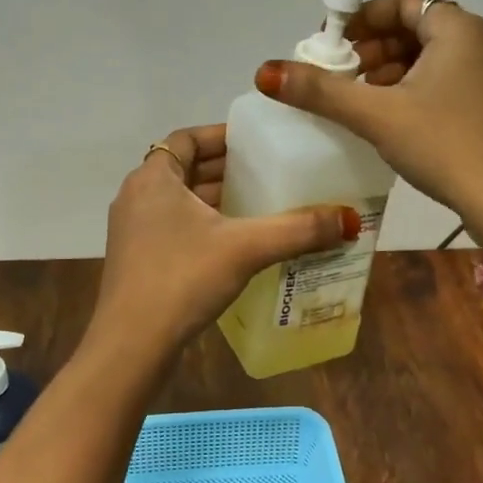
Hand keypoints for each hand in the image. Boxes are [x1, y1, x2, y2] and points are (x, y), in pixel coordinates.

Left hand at [89, 124, 360, 365]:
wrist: (131, 346)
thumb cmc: (182, 279)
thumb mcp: (245, 248)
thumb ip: (297, 230)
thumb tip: (350, 219)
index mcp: (153, 178)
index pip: (187, 138)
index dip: (221, 136)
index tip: (257, 142)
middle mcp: (137, 196)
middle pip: (185, 168)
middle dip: (226, 169)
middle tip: (270, 171)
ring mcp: (134, 230)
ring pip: (180, 201)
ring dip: (216, 199)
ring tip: (261, 204)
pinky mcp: (138, 260)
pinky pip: (175, 227)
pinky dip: (204, 225)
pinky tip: (236, 243)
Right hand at [255, 0, 482, 248]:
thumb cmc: (446, 146)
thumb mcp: (377, 115)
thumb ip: (321, 91)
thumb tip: (266, 71)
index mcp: (458, 29)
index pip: (403, 3)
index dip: (363, 19)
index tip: (333, 45)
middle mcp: (482, 42)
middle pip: (417, 29)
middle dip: (374, 49)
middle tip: (343, 76)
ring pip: (432, 58)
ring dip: (392, 72)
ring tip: (363, 102)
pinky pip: (449, 81)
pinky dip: (416, 90)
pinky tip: (396, 122)